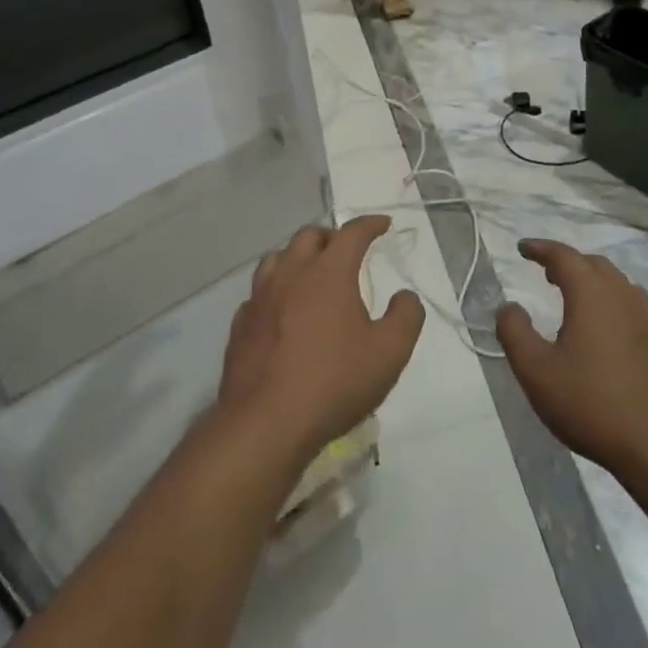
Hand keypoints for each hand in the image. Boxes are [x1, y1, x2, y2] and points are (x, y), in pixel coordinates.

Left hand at [217, 217, 423, 461]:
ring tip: (311, 273)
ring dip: (297, 257)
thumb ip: (406, 317)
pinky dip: (275, 290)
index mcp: (329, 272)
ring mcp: (260, 297)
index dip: (370, 224)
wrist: (266, 422)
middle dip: (331, 236)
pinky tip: (281, 310)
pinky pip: (258, 292)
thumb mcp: (389, 353)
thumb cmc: (334, 382)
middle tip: (346, 251)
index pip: (351, 232)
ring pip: (277, 258)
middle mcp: (291, 273)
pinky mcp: (241, 324)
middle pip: (309, 236)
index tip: (383, 225)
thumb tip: (405, 296)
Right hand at [495, 240, 647, 478]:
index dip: (541, 248)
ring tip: (575, 298)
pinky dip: (613, 303)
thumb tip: (508, 307)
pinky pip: (634, 306)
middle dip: (568, 262)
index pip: (564, 256)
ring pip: (618, 283)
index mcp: (592, 295)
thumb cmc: (592, 404)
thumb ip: (515, 333)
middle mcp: (623, 297)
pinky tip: (606, 330)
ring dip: (593, 281)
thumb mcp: (537, 372)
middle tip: (546, 273)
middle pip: (594, 264)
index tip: (523, 248)